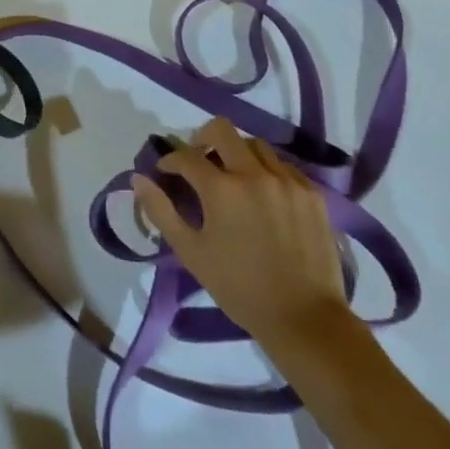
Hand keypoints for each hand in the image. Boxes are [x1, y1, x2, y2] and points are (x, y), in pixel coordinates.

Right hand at [132, 118, 351, 349]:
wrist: (304, 318)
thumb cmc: (239, 288)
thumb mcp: (191, 253)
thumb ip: (161, 211)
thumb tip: (138, 179)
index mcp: (221, 189)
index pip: (186, 156)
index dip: (170, 160)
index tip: (166, 172)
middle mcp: (254, 173)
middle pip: (221, 129)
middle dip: (202, 139)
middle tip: (199, 162)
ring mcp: (287, 180)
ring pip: (254, 144)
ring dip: (237, 153)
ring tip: (234, 178)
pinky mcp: (311, 193)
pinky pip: (283, 165)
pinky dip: (266, 170)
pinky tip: (264, 195)